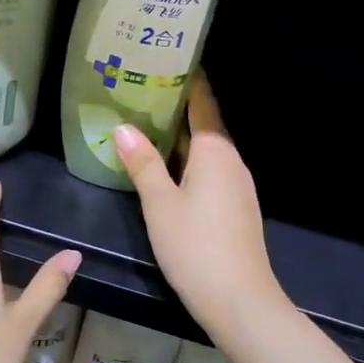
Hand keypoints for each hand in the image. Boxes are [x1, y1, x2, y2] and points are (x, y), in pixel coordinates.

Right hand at [114, 75, 287, 335]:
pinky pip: (209, 171)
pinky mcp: (235, 208)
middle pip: (203, 126)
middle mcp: (231, 161)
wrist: (240, 301)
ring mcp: (237, 186)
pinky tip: (164, 168)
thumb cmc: (196, 247)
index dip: (186, 81)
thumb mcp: (160, 205)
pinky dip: (186, 161)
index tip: (164, 61)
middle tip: (139, 92)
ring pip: (204, 151)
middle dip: (175, 109)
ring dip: (178, 138)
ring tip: (143, 124)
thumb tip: (123, 128)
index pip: (202, 104)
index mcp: (215, 151)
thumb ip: (142, 164)